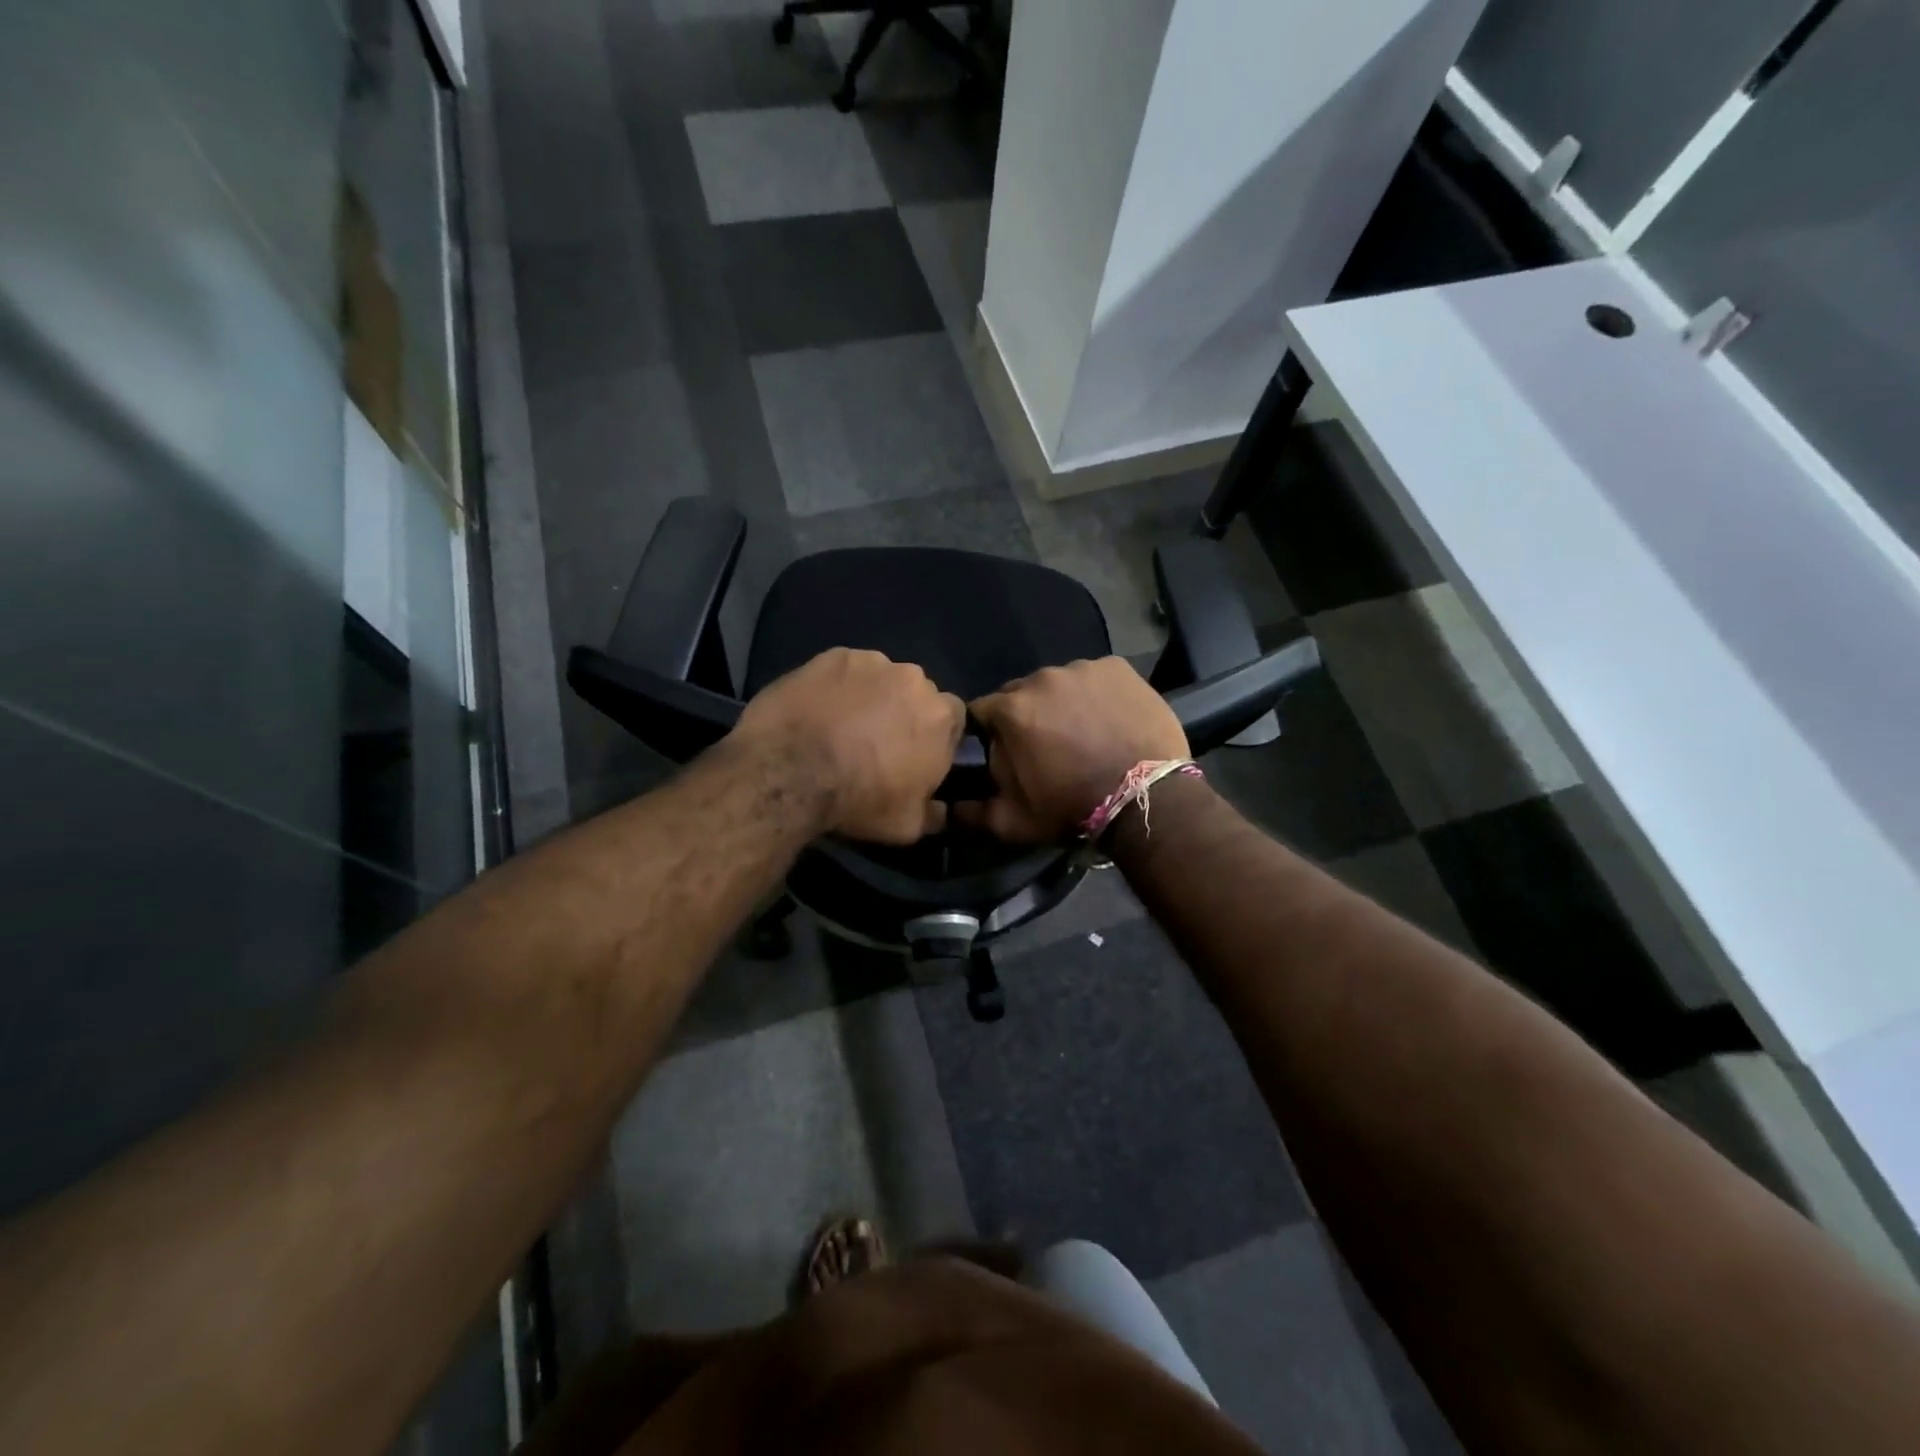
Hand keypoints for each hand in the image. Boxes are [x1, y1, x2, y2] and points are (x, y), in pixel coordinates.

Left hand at [733, 648, 964, 843]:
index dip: (935, 737)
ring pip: (882, 678)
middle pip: (917, 694)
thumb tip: (941, 809)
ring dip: (872, 697)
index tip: (916, 756)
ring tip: (842, 725)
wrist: (789, 771)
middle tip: (877, 742)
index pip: (954, 719)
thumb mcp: (907, 825)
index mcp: (941, 718)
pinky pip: (846, 670)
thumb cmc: (858, 801)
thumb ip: (934, 813)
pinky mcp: (833, 656)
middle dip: (903, 713)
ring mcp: (872, 662)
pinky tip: (818, 709)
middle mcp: (914, 680)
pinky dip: (838, 686)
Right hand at [957, 658, 1187, 842]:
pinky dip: (1097, 694)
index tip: (1006, 752)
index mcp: (1011, 710)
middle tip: (1048, 745)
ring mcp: (1083, 669)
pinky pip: (1096, 677)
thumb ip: (971, 812)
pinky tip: (1109, 719)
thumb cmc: (1071, 808)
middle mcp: (1042, 679)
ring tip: (1083, 732)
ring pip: (1059, 683)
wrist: (1144, 799)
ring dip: (1063, 703)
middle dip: (1027, 715)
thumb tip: (944, 808)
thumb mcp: (1013, 822)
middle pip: (1022, 693)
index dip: (991, 733)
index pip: (983, 712)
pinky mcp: (1118, 668)